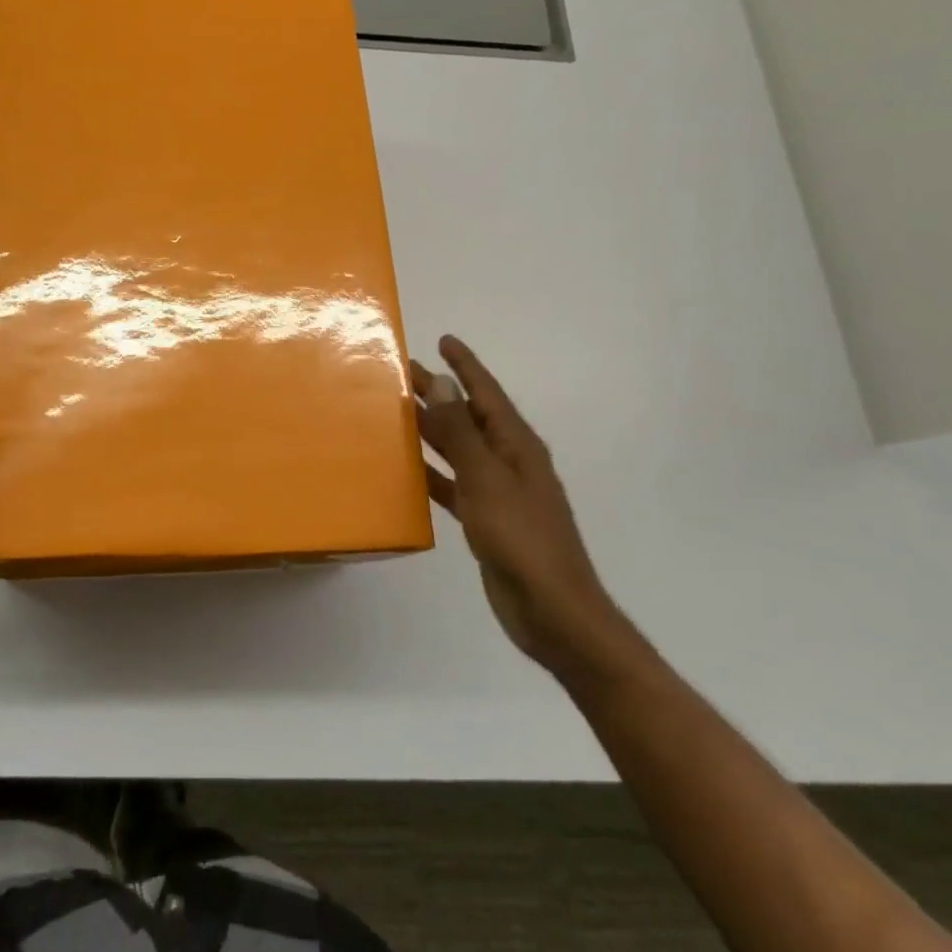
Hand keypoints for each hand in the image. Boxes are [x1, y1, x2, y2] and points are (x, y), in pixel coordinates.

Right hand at [412, 336, 621, 671]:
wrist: (552, 610)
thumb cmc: (521, 539)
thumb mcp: (487, 479)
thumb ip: (462, 433)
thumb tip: (444, 382)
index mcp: (517, 446)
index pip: (487, 393)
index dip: (466, 366)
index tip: (444, 341)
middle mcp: (509, 462)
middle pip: (469, 417)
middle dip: (440, 394)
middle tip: (403, 374)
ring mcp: (498, 492)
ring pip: (459, 449)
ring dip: (433, 430)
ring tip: (400, 413)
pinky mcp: (486, 520)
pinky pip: (454, 485)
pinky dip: (433, 473)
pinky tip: (409, 469)